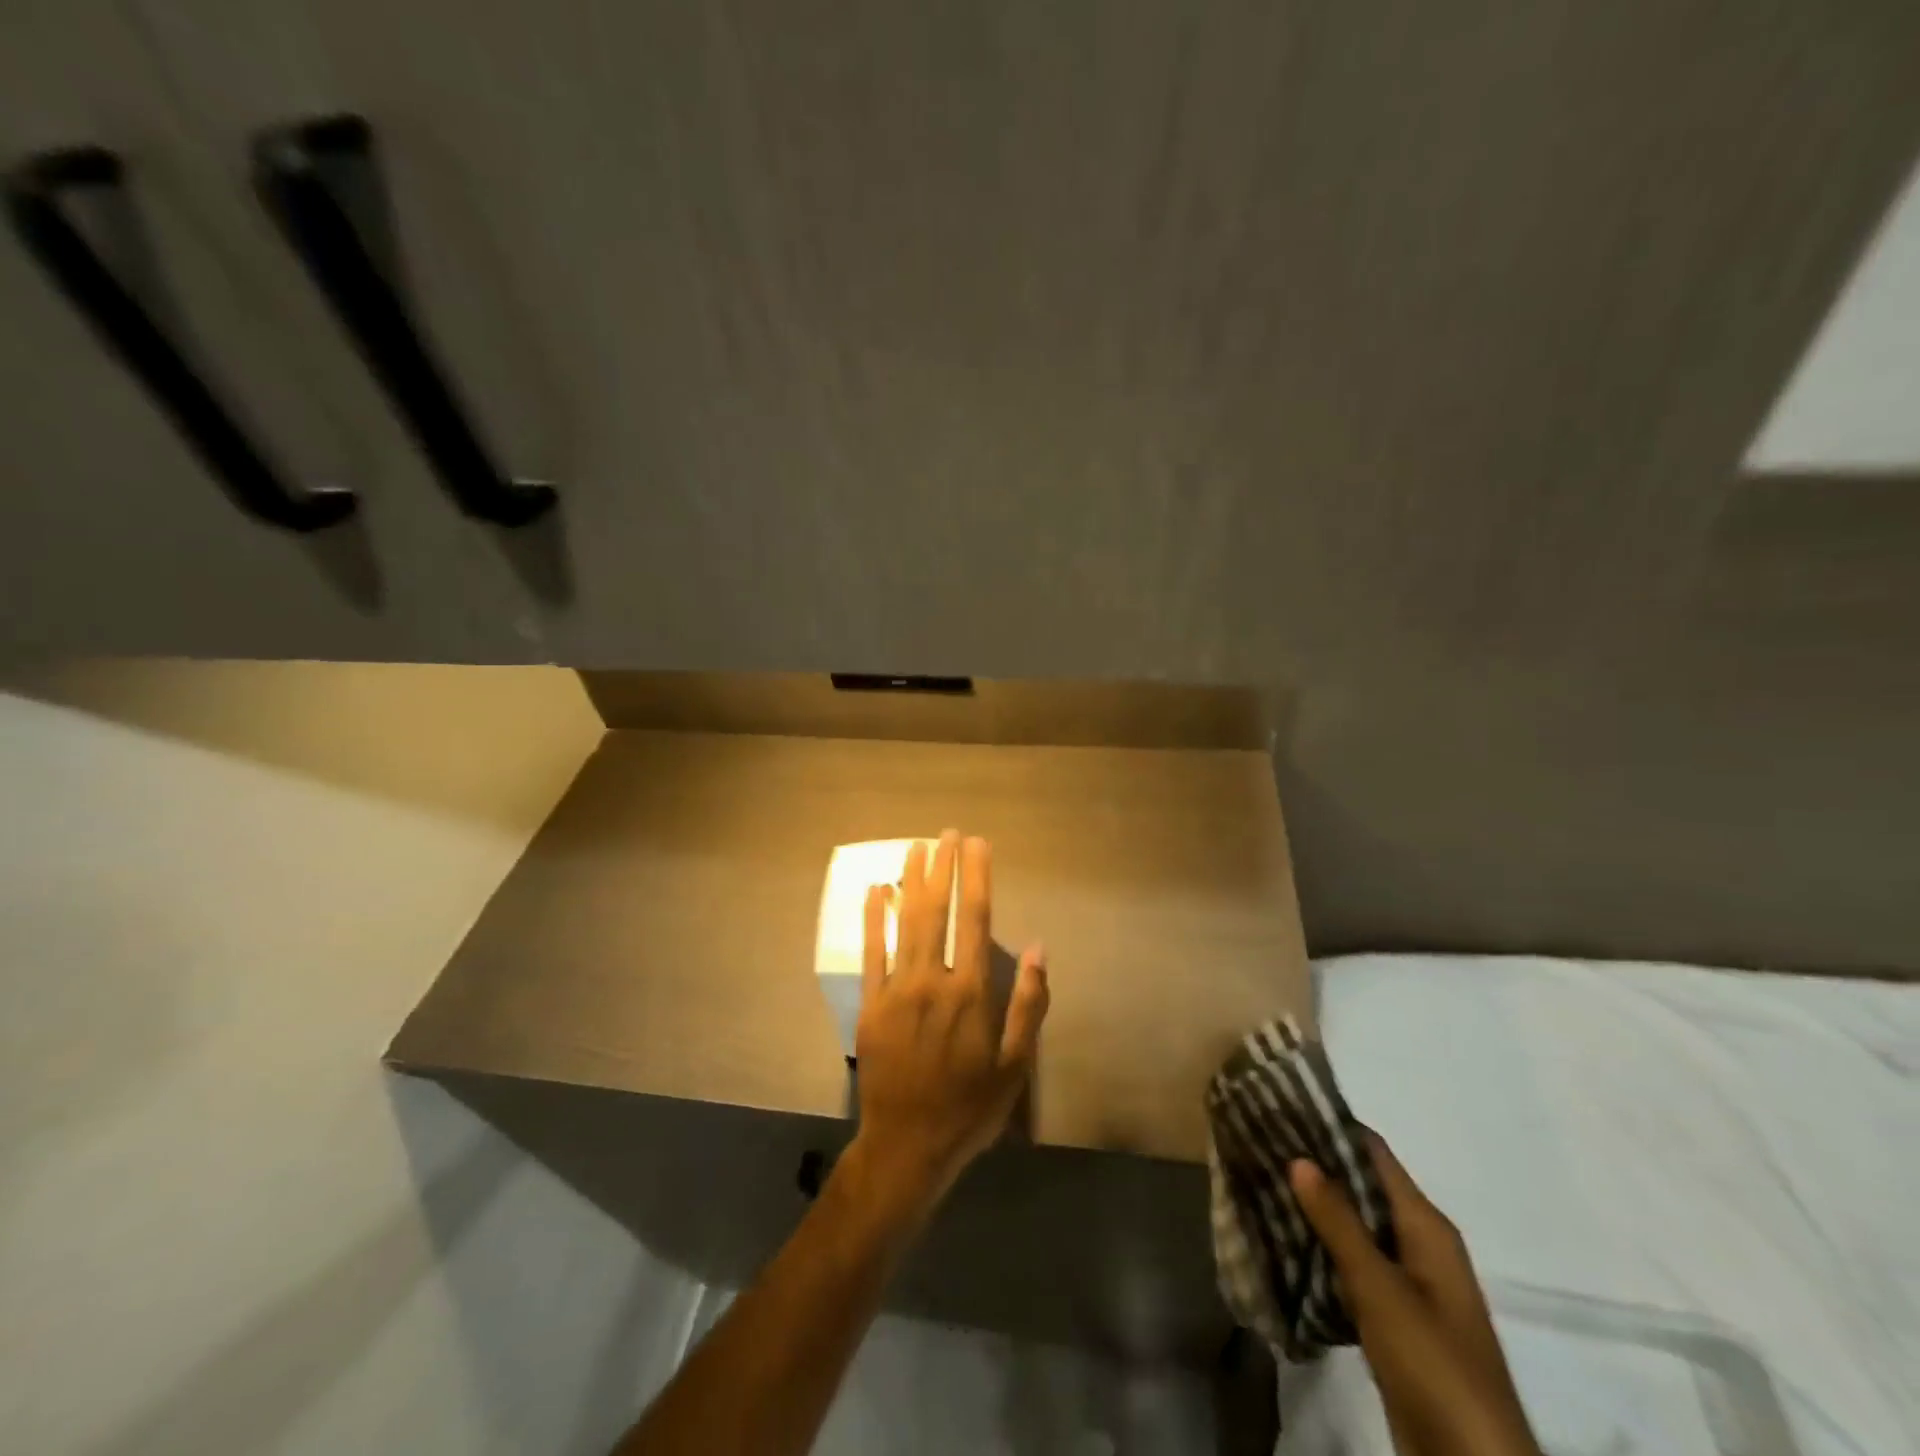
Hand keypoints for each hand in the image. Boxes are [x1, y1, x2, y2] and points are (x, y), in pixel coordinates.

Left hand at [850, 830, 1048, 1219]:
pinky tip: (874, 891)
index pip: (974, 919)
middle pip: (937, 910)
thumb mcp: (1016, 1066)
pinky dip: (873, 918)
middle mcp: (933, 980)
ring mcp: (897, 990)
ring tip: (916, 847)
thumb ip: (1028, 1005)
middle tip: (947, 833)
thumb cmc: (970, 1107)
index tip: (978, 844)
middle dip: (944, 868)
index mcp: (971, 992)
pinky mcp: (870, 1004)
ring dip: (910, 881)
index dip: (977, 877)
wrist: (908, 1146)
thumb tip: (1037, 948)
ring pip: (904, 923)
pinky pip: (871, 952)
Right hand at [1289, 1137, 1541, 1455]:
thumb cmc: (1434, 1363)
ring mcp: (1409, 1282)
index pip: (1373, 1154)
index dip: (1331, 1127)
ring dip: (1314, 1207)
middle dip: (1315, 1166)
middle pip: (1362, 1187)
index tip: (1282, 1106)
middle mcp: (1419, 1244)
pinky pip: (1353, 1264)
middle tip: (1259, 1141)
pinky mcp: (1395, 1316)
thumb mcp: (1381, 1289)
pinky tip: (1283, 1238)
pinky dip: (1322, 1247)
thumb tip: (1300, 1156)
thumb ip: (1339, 1223)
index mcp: (1426, 1226)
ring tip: (1261, 1180)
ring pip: (1354, 1226)